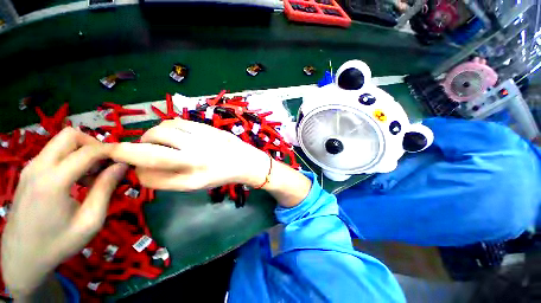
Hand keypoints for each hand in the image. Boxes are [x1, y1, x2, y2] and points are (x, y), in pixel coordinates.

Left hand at [1, 128, 127, 298]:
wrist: (21, 258)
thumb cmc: (58, 244)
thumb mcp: (90, 221)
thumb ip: (105, 189)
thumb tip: (121, 165)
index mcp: (53, 181)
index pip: (88, 151)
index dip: (112, 150)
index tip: (126, 158)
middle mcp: (38, 167)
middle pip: (70, 135)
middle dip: (93, 144)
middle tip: (104, 165)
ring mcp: (30, 168)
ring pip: (61, 142)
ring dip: (82, 152)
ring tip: (90, 177)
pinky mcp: (28, 172)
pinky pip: (54, 153)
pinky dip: (70, 159)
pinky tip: (75, 181)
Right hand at [109, 118, 311, 207]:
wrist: (246, 161)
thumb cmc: (222, 174)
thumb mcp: (196, 183)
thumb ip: (169, 176)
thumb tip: (141, 164)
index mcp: (190, 181)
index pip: (147, 178)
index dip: (138, 172)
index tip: (139, 168)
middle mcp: (194, 161)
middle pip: (146, 153)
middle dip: (124, 151)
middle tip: (121, 149)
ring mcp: (201, 142)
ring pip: (158, 132)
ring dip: (149, 136)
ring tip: (156, 140)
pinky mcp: (206, 128)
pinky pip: (175, 122)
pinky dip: (167, 126)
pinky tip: (172, 132)